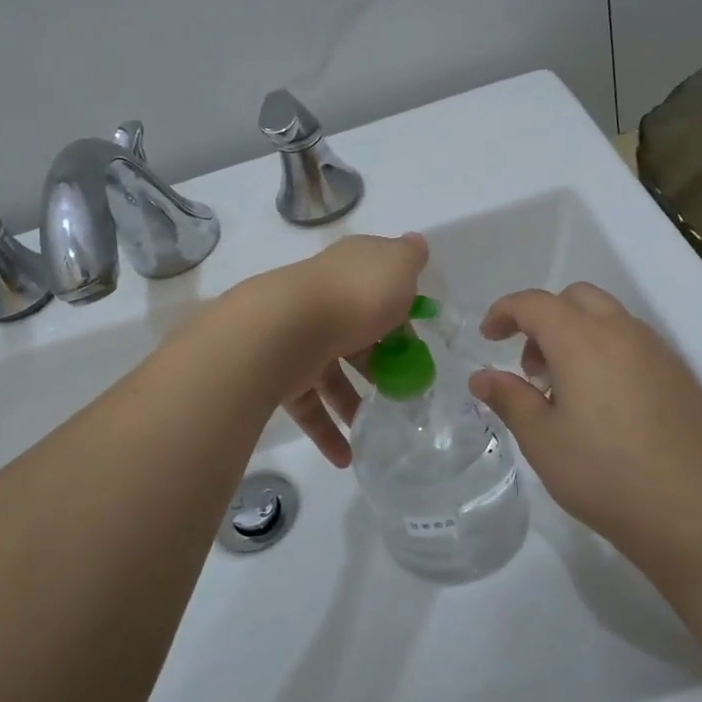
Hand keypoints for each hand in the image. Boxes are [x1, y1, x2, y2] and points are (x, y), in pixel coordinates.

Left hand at [232, 233, 427, 466]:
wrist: (284, 327)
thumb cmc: (355, 295)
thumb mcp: (397, 266)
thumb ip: (409, 257)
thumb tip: (416, 243)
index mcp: (350, 271)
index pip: (378, 287)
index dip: (401, 313)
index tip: (419, 343)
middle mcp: (323, 301)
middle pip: (357, 334)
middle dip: (379, 363)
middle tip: (405, 391)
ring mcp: (300, 338)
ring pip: (331, 375)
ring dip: (354, 405)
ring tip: (378, 433)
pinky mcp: (281, 373)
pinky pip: (309, 406)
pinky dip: (327, 431)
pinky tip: (345, 458)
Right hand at [467, 283, 701, 564]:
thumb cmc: (608, 475)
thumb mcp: (543, 441)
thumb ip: (509, 399)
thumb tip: (481, 377)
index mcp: (583, 339)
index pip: (534, 303)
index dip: (504, 312)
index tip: (487, 337)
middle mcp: (623, 333)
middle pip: (576, 298)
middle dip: (544, 319)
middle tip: (530, 367)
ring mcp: (659, 353)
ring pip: (609, 319)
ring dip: (576, 336)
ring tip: (564, 393)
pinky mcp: (682, 378)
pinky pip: (633, 344)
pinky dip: (606, 353)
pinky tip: (603, 408)